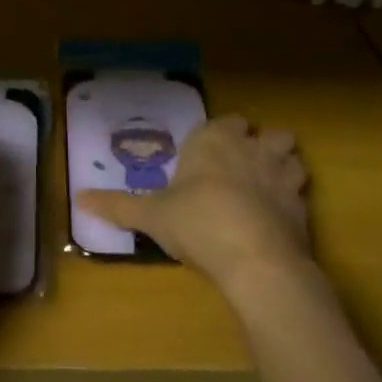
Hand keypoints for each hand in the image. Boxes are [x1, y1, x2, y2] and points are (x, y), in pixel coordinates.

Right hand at [77, 115, 308, 290]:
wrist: (256, 260)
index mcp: (212, 140)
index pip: (224, 121)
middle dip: (260, 143)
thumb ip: (118, 206)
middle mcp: (249, 147)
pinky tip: (281, 217)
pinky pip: (303, 191)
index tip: (212, 152)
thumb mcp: (151, 216)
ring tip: (269, 185)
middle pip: (266, 131)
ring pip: (292, 155)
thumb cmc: (197, 223)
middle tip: (244, 166)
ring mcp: (281, 173)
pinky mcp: (303, 205)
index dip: (221, 135)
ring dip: (284, 165)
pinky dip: (295, 198)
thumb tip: (78, 199)